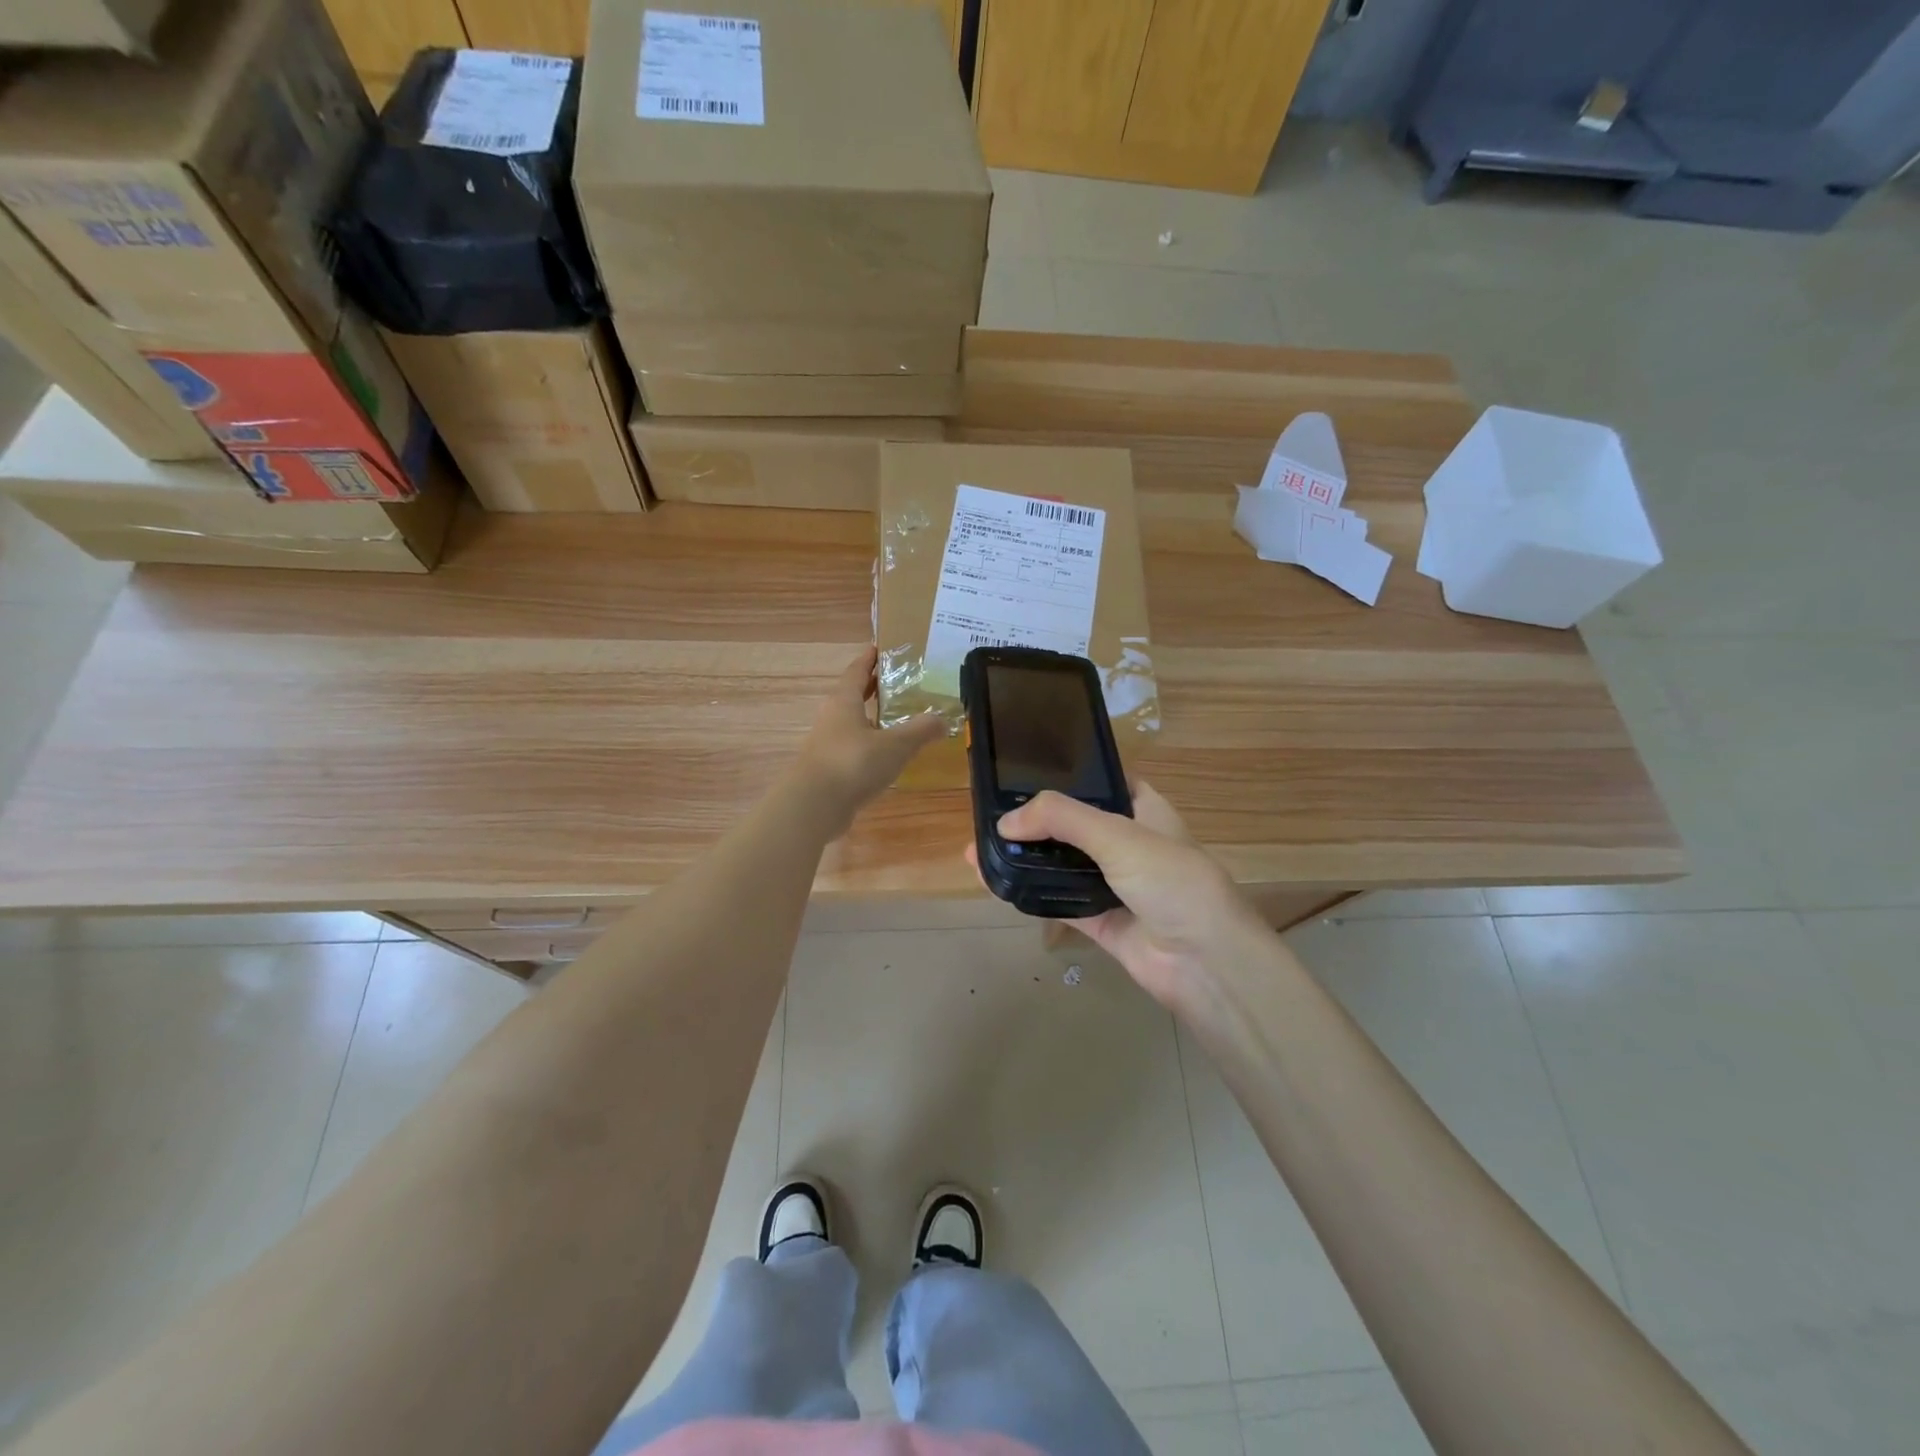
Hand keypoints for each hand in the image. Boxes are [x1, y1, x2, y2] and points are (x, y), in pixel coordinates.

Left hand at [791, 648, 943, 838]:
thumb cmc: (854, 763)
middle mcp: (832, 718)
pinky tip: (888, 757)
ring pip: (853, 724)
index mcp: (844, 701)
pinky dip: (870, 746)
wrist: (814, 806)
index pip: (857, 670)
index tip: (882, 648)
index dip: (870, 658)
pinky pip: (854, 749)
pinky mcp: (829, 770)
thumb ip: (921, 731)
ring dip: (873, 719)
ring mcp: (827, 745)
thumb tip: (943, 719)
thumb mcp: (896, 745)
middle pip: (853, 695)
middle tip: (900, 682)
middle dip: (874, 688)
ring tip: (900, 720)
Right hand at [976, 783, 1266, 1012]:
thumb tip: (1004, 823)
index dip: (1069, 774)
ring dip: (1026, 858)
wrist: (1204, 963)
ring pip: (1062, 864)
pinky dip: (1031, 893)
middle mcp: (1129, 844)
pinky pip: (1059, 901)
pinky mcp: (1101, 921)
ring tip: (979, 849)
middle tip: (988, 814)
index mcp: (1145, 811)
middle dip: (1035, 821)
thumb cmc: (1172, 881)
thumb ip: (1061, 819)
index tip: (1024, 770)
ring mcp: (1114, 884)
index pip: (1104, 782)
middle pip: (1074, 825)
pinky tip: (996, 883)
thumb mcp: (1119, 836)